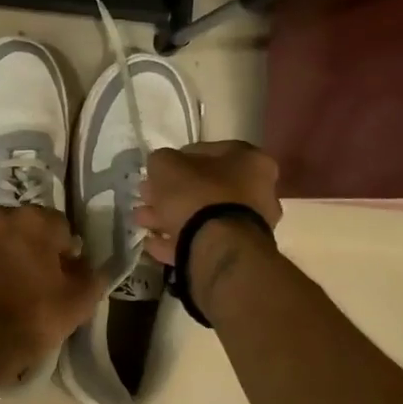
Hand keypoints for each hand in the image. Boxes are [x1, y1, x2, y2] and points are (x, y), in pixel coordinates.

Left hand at [0, 206, 104, 382]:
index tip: (64, 274)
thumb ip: (92, 275)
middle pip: (25, 226)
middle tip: (37, 278)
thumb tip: (87, 265)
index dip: (65, 250)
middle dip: (33, 245)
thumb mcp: (80, 302)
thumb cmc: (34, 318)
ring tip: (8, 284)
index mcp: (33, 220)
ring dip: (4, 251)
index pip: (60, 226)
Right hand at [133, 140, 280, 263]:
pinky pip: (204, 240)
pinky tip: (154, 243)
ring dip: (170, 216)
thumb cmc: (198, 194)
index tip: (157, 171)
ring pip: (203, 215)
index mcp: (250, 161)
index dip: (178, 159)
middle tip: (146, 196)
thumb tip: (162, 167)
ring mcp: (250, 224)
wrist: (219, 247)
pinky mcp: (238, 251)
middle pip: (205, 187)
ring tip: (143, 221)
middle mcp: (259, 190)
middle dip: (172, 192)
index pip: (208, 152)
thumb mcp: (167, 164)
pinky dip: (179, 239)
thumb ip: (162, 160)